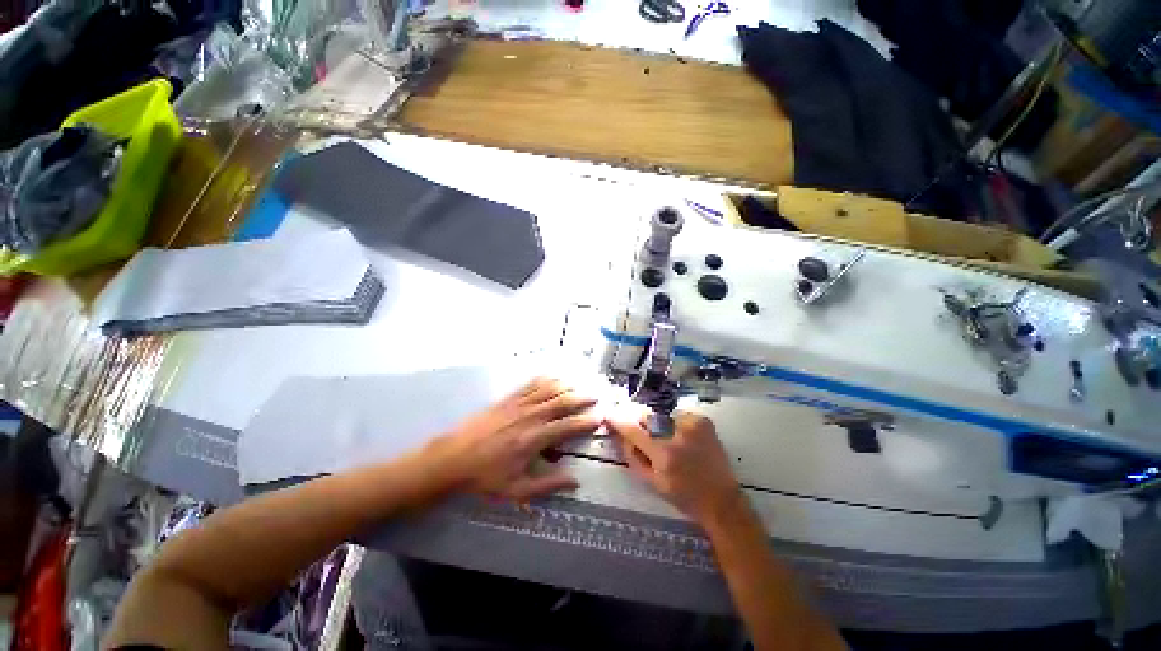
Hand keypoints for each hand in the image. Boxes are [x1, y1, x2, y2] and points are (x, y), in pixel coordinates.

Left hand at [432, 378, 599, 500]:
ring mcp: (518, 404)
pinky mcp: (508, 398)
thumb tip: (575, 482)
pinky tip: (554, 376)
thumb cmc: (485, 477)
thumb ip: (548, 485)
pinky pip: (531, 384)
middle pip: (562, 401)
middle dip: (581, 398)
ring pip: (549, 389)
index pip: (568, 426)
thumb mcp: (516, 489)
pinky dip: (546, 379)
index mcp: (534, 439)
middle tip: (595, 396)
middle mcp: (530, 416)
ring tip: (580, 384)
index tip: (599, 418)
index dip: (586, 421)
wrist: (452, 458)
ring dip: (567, 385)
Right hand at [606, 412, 743, 525]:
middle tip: (645, 435)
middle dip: (641, 423)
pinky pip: (678, 415)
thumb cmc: (684, 496)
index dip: (618, 420)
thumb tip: (620, 434)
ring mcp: (693, 424)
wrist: (721, 499)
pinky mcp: (703, 420)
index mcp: (663, 454)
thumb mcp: (651, 482)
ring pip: (662, 415)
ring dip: (659, 425)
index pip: (633, 429)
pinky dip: (675, 424)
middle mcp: (678, 434)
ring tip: (669, 441)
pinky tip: (683, 439)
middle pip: (647, 416)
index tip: (609, 414)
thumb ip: (632, 456)